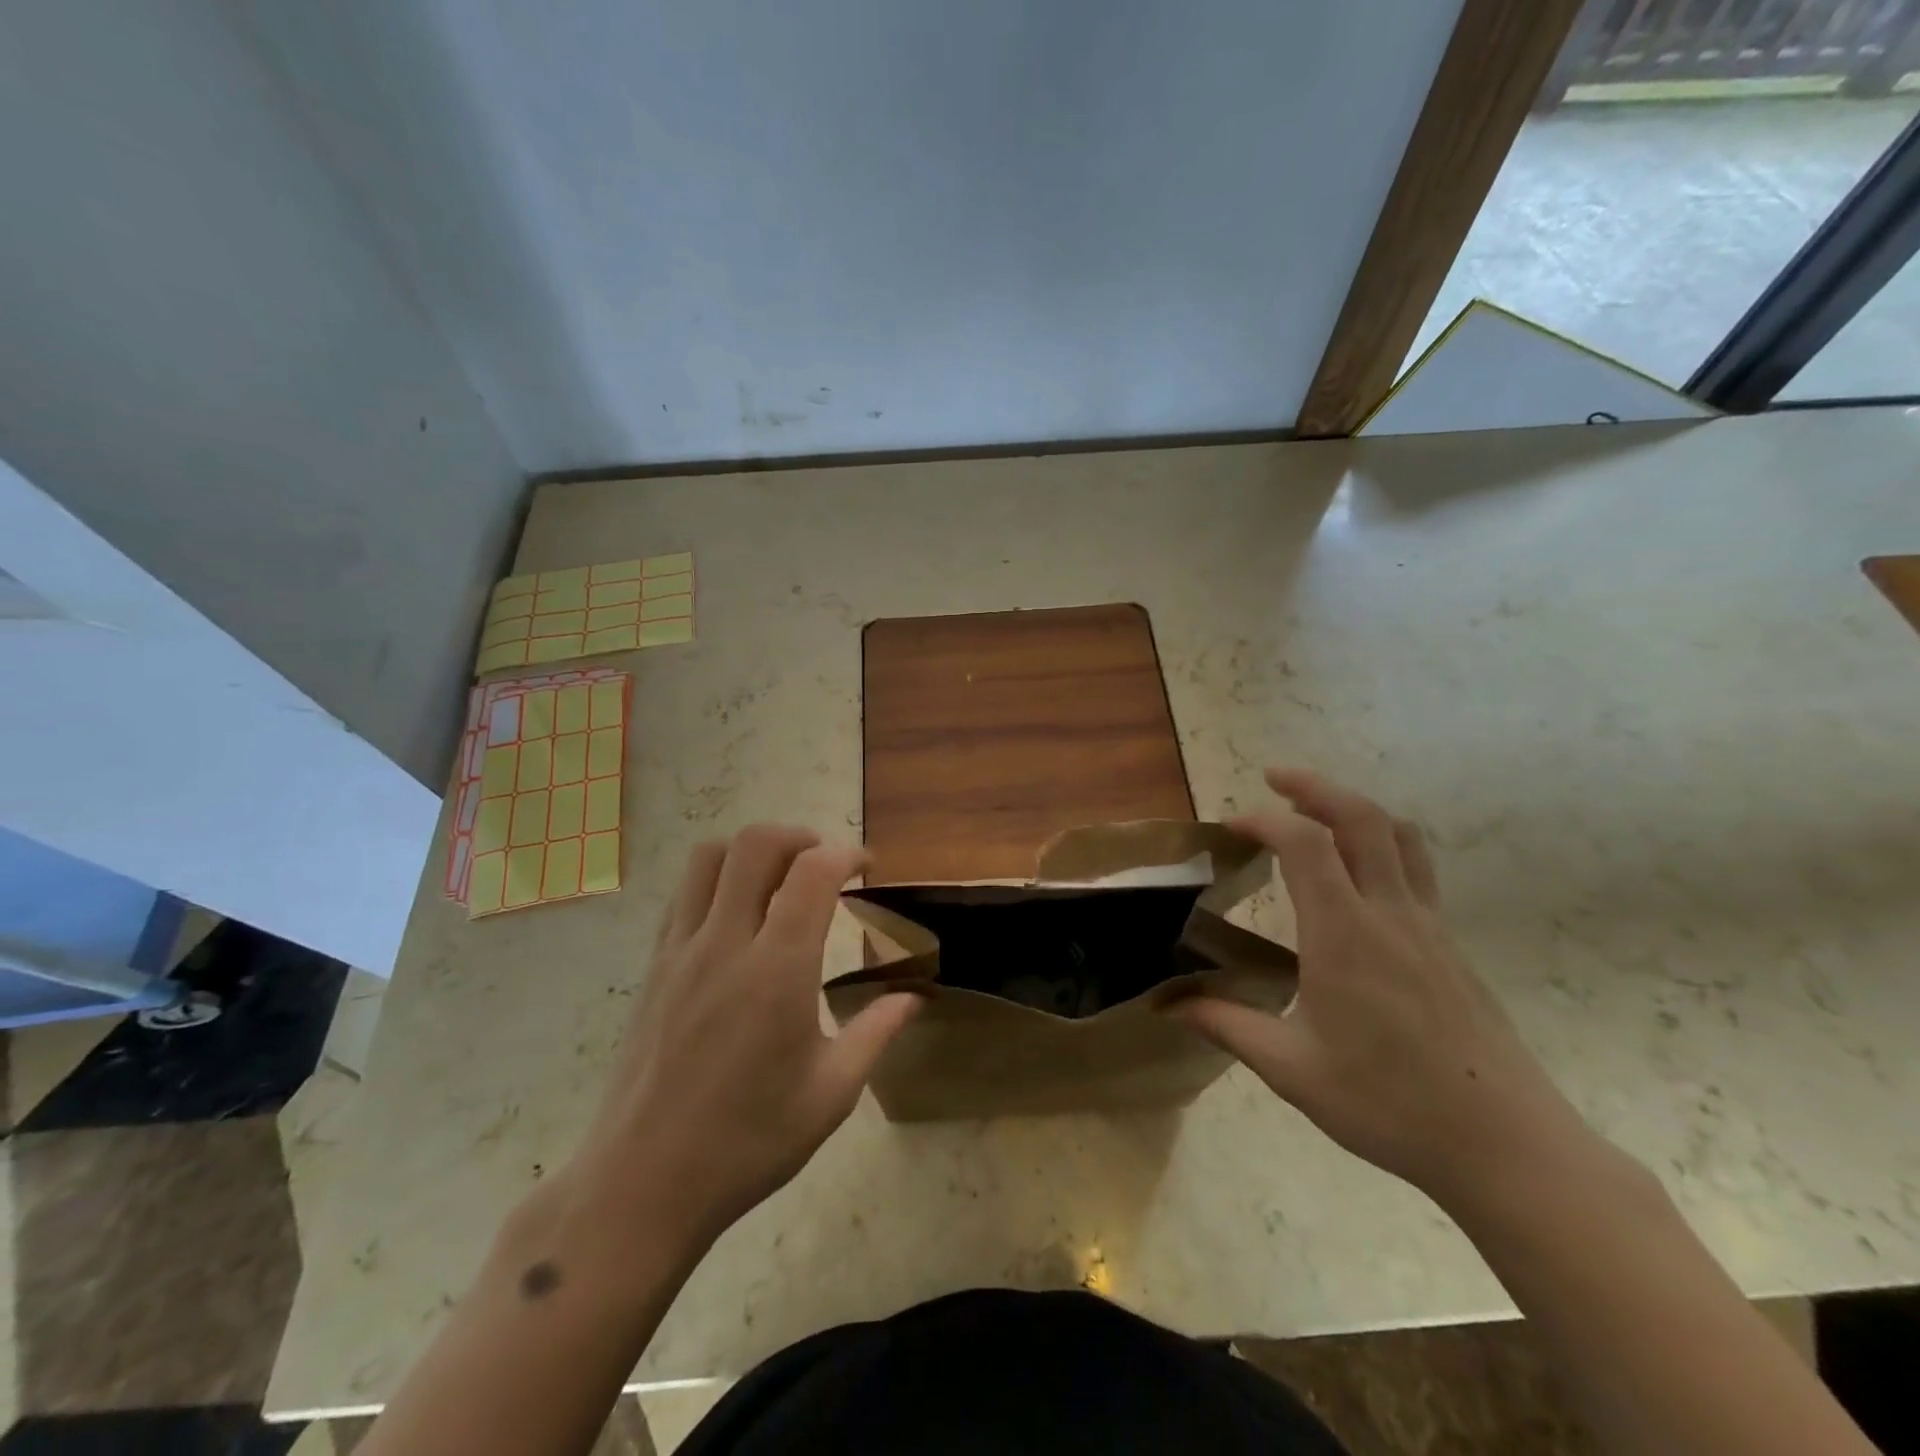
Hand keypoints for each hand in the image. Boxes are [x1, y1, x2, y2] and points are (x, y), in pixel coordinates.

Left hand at [568, 826, 919, 1245]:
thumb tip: (914, 997)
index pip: (812, 873)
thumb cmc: (747, 1143)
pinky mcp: (653, 968)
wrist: (641, 1186)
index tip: (867, 868)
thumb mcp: (830, 1094)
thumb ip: (876, 1032)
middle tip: (824, 865)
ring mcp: (680, 952)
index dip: (846, 855)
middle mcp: (725, 944)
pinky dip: (717, 880)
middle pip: (755, 845)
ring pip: (709, 857)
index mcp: (777, 971)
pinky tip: (737, 917)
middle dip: (799, 837)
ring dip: (751, 851)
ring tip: (779, 879)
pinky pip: (684, 894)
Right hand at [1173, 769, 1590, 1208]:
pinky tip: (1355, 879)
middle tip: (1275, 780)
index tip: (1231, 827)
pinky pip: (1415, 869)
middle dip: (1315, 787)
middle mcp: (1390, 914)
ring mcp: (1428, 927)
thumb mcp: (1292, 1069)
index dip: (1264, 821)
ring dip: (1354, 809)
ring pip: (1399, 836)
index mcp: (1345, 935)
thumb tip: (1168, 1005)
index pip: (1305, 844)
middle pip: (1361, 818)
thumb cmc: (1390, 1105)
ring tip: (1316, 811)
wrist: (1507, 1146)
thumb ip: (1227, 1025)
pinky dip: (1380, 844)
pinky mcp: (1449, 946)